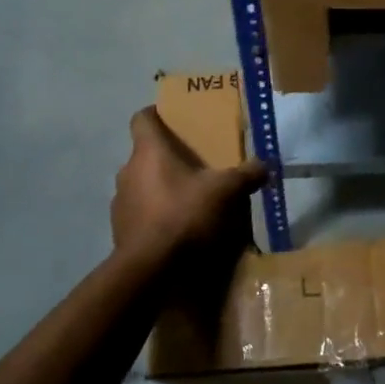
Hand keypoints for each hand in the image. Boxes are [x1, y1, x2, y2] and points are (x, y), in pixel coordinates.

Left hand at [111, 106, 266, 257]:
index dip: (156, 115)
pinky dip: (155, 216)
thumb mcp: (225, 191)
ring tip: (188, 201)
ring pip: (141, 185)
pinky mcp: (120, 230)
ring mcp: (120, 202)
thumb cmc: (184, 215)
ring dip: (160, 189)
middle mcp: (127, 171)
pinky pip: (140, 213)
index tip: (173, 119)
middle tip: (195, 167)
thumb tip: (265, 165)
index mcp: (148, 152)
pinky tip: (177, 229)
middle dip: (168, 158)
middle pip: (145, 155)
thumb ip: (246, 175)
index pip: (141, 119)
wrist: (150, 268)